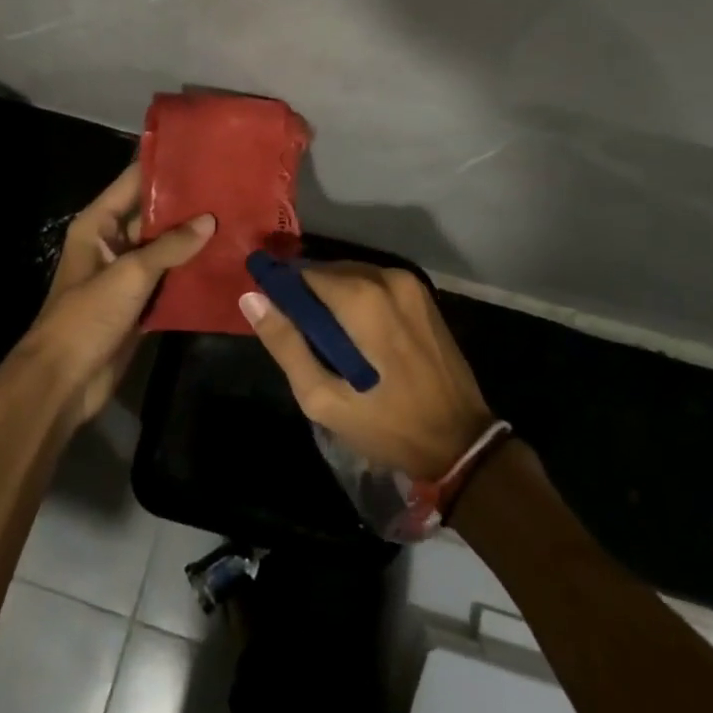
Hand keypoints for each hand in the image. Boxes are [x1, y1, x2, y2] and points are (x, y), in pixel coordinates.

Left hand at [18, 163, 214, 425]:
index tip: (203, 154)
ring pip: (165, 247)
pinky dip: (191, 271)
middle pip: (152, 214)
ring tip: (235, 219)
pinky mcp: (140, 301)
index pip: (134, 182)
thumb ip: (170, 246)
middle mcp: (112, 241)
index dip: (165, 167)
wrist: (64, 381)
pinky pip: (169, 278)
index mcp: (98, 224)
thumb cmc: (87, 316)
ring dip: (193, 239)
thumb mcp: (129, 275)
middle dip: (188, 204)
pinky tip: (224, 261)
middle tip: (230, 188)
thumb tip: (210, 220)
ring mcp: (127, 273)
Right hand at [240, 264, 492, 478]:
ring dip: (334, 297)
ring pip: (353, 275)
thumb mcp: (323, 398)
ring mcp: (410, 283)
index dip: (282, 290)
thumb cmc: (387, 424)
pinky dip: (360, 300)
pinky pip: (377, 284)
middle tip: (300, 333)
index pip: (302, 273)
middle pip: (329, 271)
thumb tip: (251, 298)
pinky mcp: (424, 295)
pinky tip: (358, 333)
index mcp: (360, 297)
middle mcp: (386, 277)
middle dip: (309, 295)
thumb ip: (285, 344)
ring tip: (328, 337)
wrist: (461, 442)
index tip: (273, 313)